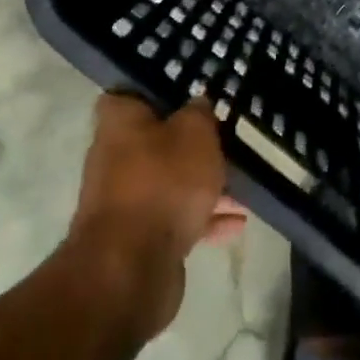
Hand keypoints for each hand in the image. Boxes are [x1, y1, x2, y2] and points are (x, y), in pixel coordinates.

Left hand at [67, 93, 246, 339]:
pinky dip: (204, 218)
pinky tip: (238, 222)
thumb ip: (200, 113)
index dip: (161, 89)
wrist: (130, 270)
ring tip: (244, 183)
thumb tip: (198, 103)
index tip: (193, 90)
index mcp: (120, 122)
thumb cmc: (163, 183)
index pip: (133, 93)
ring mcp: (125, 200)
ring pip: (170, 181)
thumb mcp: (195, 134)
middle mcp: (114, 157)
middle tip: (227, 135)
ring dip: (203, 183)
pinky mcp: (138, 238)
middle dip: (191, 141)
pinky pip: (176, 218)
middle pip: (157, 139)